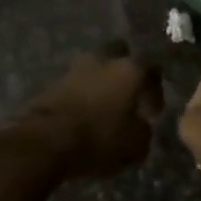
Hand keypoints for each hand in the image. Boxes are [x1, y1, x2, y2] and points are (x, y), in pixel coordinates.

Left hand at [15, 47, 163, 178]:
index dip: (155, 90)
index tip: (152, 111)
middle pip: (120, 54)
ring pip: (95, 68)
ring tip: (103, 106)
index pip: (152, 69)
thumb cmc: (99, 138)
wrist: (45, 140)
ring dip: (100, 82)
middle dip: (125, 71)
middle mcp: (103, 60)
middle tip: (127, 95)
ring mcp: (75, 68)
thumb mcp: (135, 145)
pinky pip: (75, 84)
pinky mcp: (52, 82)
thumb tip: (141, 125)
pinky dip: (82, 94)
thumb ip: (144, 131)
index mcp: (130, 70)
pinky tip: (83, 113)